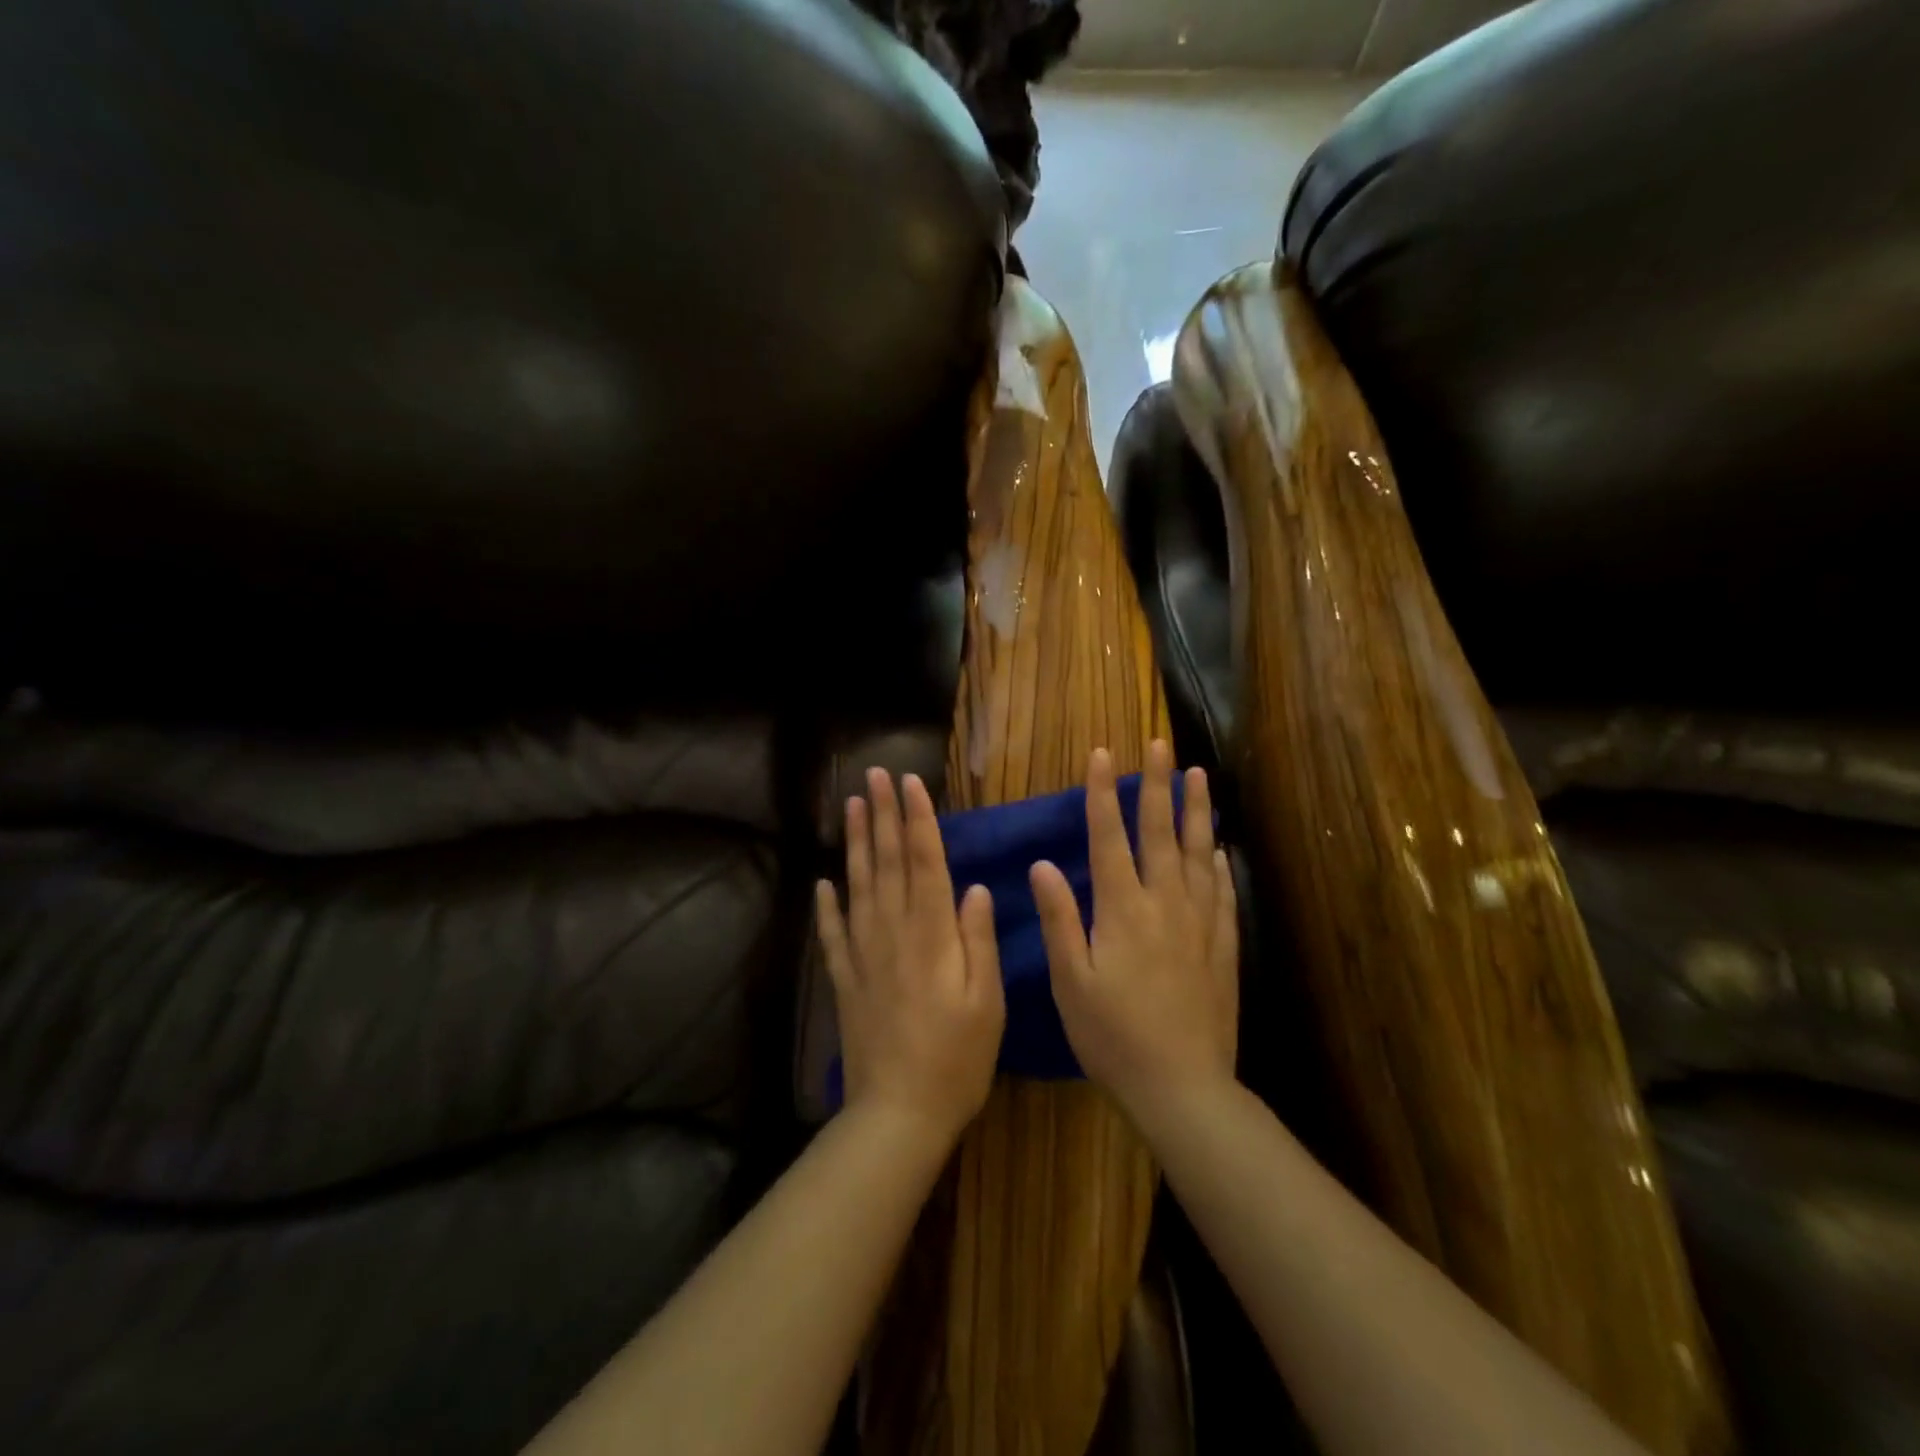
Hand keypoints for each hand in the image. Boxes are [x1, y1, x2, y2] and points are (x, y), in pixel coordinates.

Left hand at [816, 768, 1005, 1146]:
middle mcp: (893, 933)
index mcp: (932, 935)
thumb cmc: (958, 1058)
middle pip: (886, 862)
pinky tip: (821, 882)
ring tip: (851, 806)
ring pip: (857, 886)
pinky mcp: (844, 980)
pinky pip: (832, 933)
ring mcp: (863, 955)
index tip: (909, 783)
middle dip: (882, 815)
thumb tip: (974, 887)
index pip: (924, 862)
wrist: (900, 1112)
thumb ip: (978, 939)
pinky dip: (826, 905)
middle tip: (874, 776)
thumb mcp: (988, 1001)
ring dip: (855, 844)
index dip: (917, 819)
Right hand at [1032, 741, 1238, 1123]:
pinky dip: (1217, 864)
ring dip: (1196, 811)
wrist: (1182, 1086)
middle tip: (1161, 745)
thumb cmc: (1112, 1036)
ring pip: (1197, 853)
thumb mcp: (1070, 981)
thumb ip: (1059, 919)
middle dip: (1156, 785)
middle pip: (1159, 832)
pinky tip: (1216, 849)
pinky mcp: (1221, 947)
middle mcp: (1164, 904)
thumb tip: (1042, 864)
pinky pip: (1221, 893)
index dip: (1103, 793)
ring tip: (1199, 776)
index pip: (1109, 837)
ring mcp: (1198, 924)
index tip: (1103, 754)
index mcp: (1122, 909)